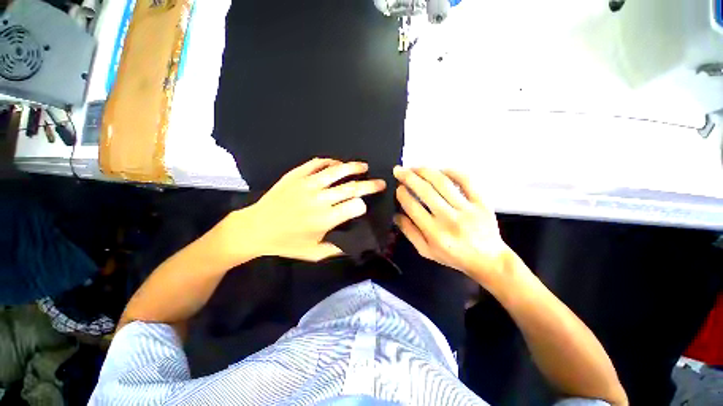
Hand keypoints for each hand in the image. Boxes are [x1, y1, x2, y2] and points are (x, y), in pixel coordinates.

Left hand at [224, 158, 385, 261]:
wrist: (255, 228)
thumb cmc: (286, 243)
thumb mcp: (314, 254)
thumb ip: (338, 248)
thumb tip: (357, 242)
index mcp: (325, 219)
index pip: (355, 206)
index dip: (363, 205)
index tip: (364, 206)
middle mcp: (319, 199)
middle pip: (352, 187)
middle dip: (370, 185)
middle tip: (380, 182)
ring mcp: (307, 184)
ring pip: (337, 171)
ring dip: (354, 167)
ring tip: (364, 166)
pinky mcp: (296, 174)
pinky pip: (317, 163)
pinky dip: (330, 162)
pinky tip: (337, 164)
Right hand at [393, 166, 512, 285]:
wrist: (488, 260)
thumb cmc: (454, 256)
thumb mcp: (426, 251)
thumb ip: (409, 232)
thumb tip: (396, 215)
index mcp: (434, 233)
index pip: (412, 206)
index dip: (402, 194)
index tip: (397, 187)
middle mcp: (449, 218)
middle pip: (425, 191)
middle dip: (408, 177)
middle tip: (398, 170)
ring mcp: (467, 208)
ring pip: (443, 183)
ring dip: (425, 171)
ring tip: (414, 167)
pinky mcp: (481, 202)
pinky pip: (466, 180)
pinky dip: (452, 171)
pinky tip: (440, 170)